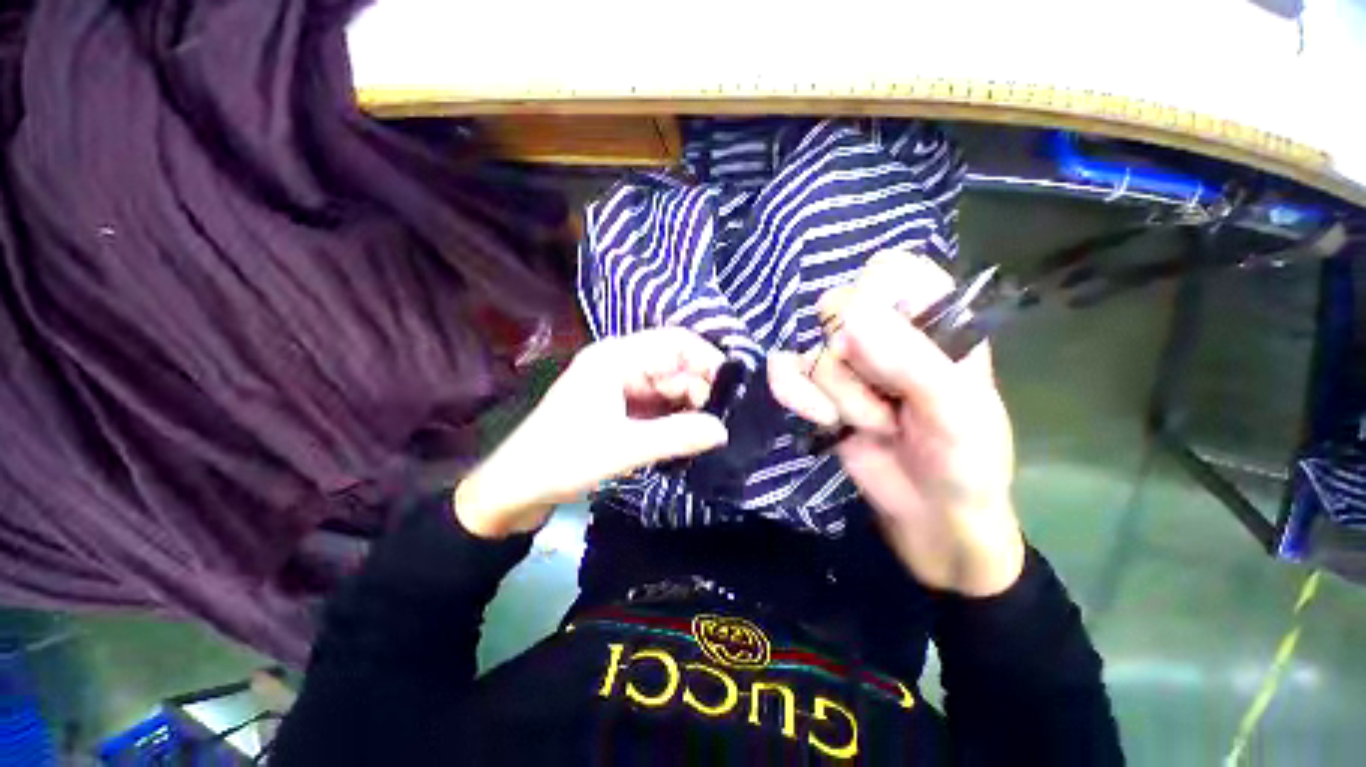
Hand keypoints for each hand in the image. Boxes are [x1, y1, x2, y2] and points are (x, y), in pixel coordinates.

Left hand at [455, 327, 728, 537]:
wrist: (514, 490)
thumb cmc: (561, 460)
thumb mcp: (623, 448)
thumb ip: (677, 436)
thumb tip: (723, 430)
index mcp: (616, 357)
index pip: (675, 342)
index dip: (707, 360)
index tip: (733, 390)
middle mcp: (620, 364)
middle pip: (674, 366)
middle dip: (700, 391)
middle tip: (723, 422)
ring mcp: (619, 387)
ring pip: (668, 388)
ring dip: (689, 408)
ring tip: (709, 434)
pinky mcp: (619, 408)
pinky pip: (657, 406)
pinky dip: (674, 420)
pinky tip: (687, 438)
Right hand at [768, 251, 1023, 595]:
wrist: (930, 516)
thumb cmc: (965, 462)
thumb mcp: (957, 412)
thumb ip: (911, 360)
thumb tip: (850, 315)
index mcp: (932, 324)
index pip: (892, 270)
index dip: (879, 294)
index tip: (884, 337)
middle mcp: (884, 335)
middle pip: (839, 309)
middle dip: (855, 361)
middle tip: (888, 396)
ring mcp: (846, 365)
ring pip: (814, 352)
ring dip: (839, 397)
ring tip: (874, 426)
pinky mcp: (817, 392)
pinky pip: (785, 372)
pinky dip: (792, 394)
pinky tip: (819, 419)